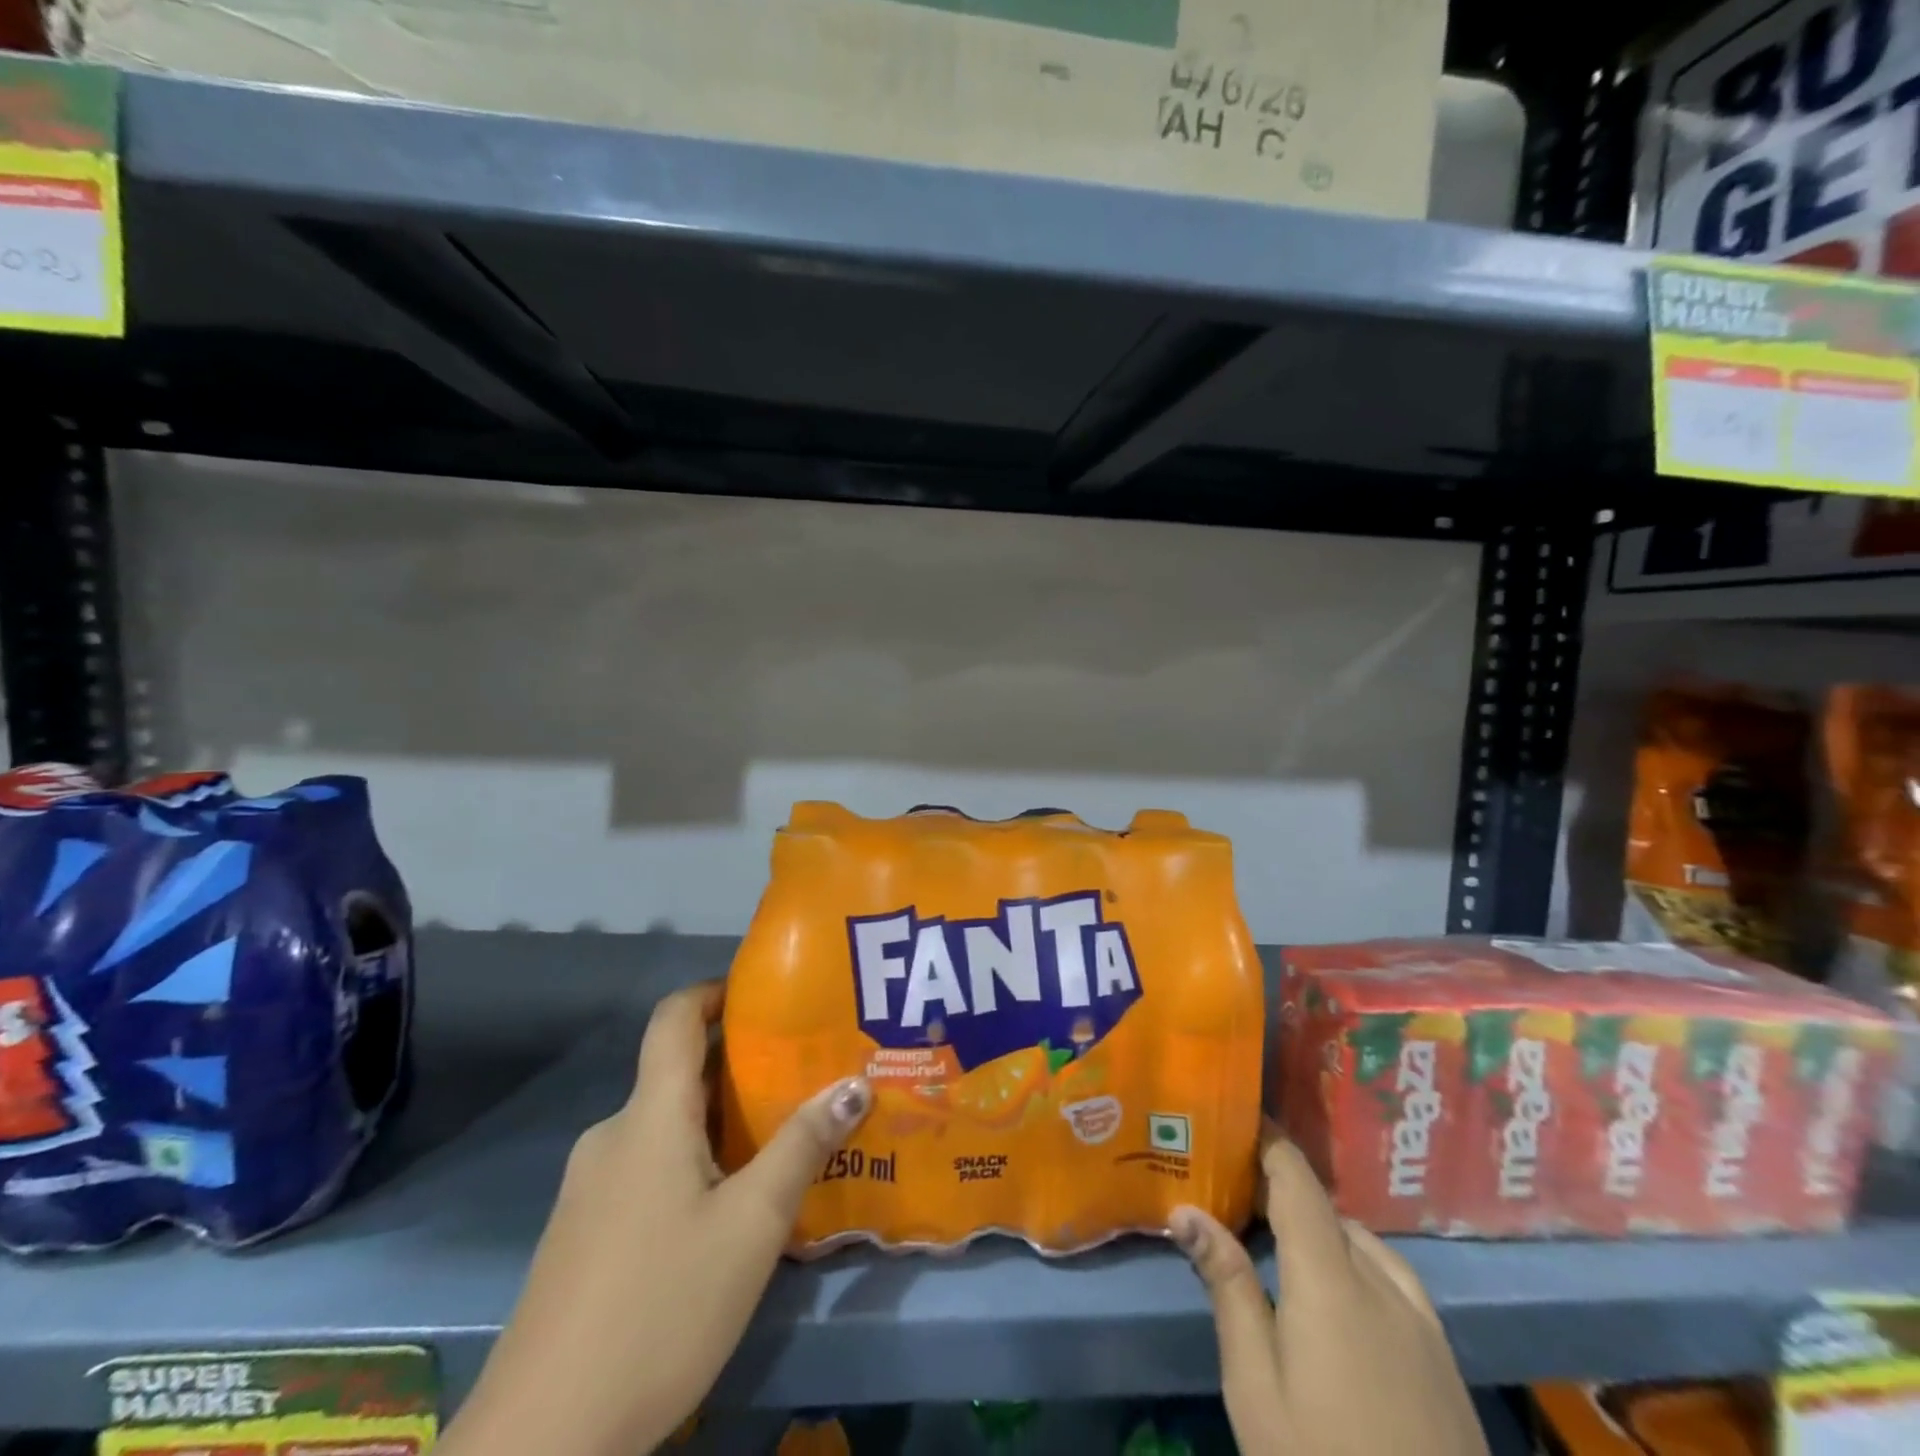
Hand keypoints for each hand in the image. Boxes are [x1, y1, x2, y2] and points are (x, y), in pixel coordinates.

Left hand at [440, 982, 871, 1455]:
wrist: (541, 1441)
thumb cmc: (660, 1308)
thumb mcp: (751, 1226)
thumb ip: (802, 1146)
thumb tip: (854, 1081)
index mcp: (649, 1116)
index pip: (674, 1017)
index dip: (715, 992)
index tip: (765, 997)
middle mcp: (613, 1136)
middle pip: (677, 1073)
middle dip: (738, 1066)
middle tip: (799, 1075)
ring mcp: (589, 1188)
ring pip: (664, 1126)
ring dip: (718, 1120)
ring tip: (777, 1140)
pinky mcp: (582, 1234)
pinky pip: (646, 1167)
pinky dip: (691, 1161)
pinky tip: (726, 1209)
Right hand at [1170, 1137, 1488, 1455]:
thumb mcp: (1256, 1386)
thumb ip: (1227, 1287)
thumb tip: (1186, 1209)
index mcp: (1332, 1278)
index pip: (1297, 1181)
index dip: (1268, 1143)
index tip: (1235, 1119)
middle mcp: (1384, 1284)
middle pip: (1329, 1212)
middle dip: (1283, 1195)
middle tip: (1235, 1200)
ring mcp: (1425, 1325)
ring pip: (1365, 1245)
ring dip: (1322, 1232)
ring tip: (1280, 1248)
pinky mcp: (1446, 1363)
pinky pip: (1395, 1282)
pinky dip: (1357, 1265)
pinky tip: (1341, 1303)